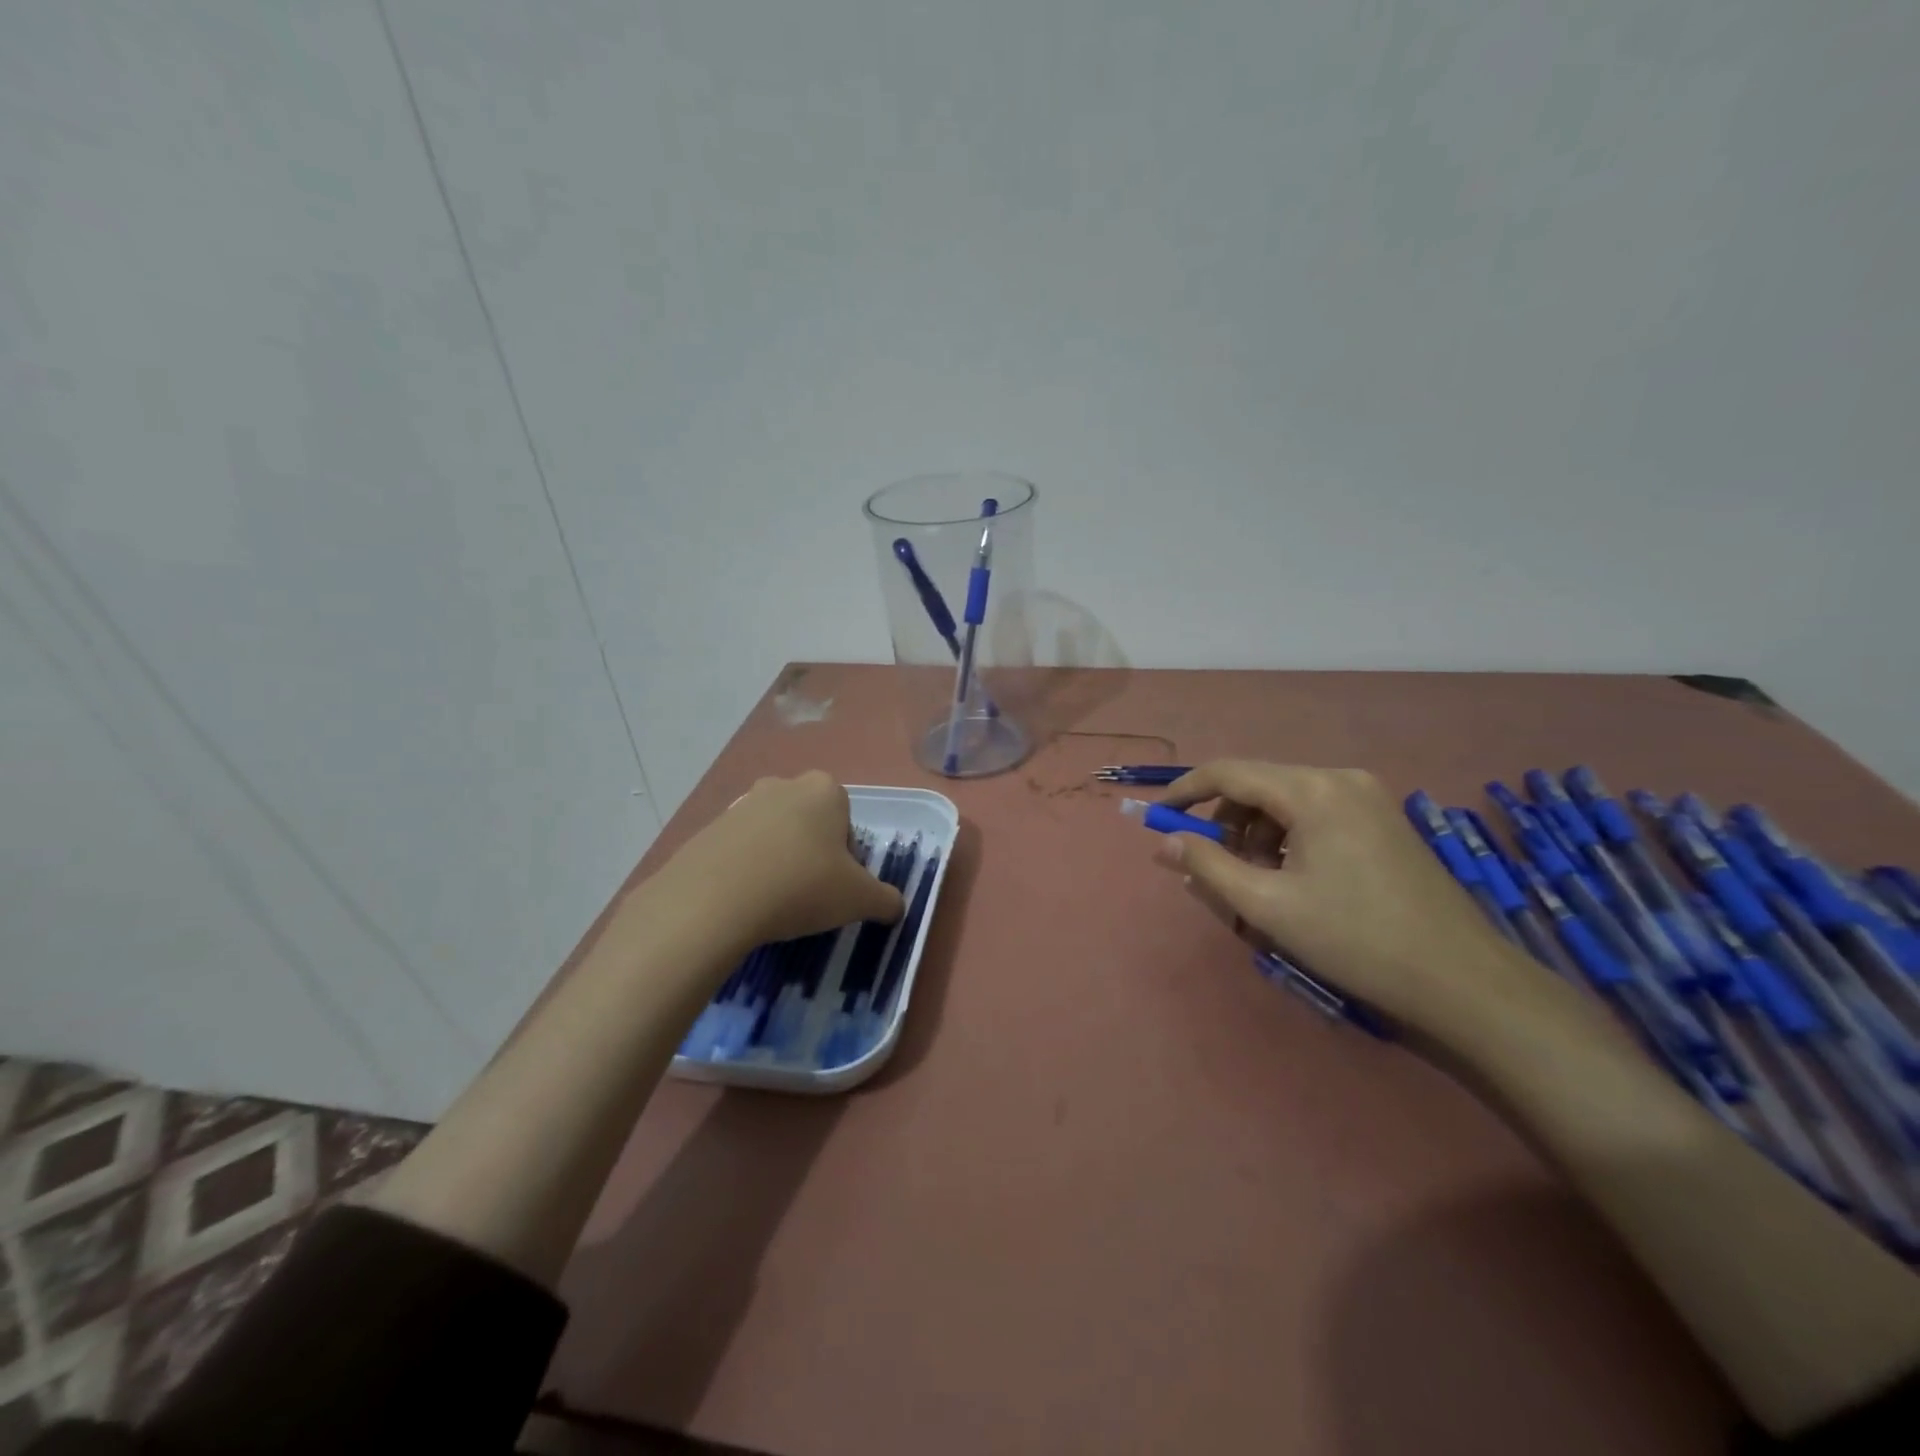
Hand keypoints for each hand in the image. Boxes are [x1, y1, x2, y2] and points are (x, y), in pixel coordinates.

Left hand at [659, 771, 904, 950]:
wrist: (714, 899)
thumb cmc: (801, 886)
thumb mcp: (859, 899)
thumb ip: (886, 900)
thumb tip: (896, 908)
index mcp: (825, 789)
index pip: (847, 823)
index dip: (846, 858)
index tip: (836, 887)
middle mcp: (783, 785)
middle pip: (810, 824)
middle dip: (812, 855)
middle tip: (808, 895)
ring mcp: (741, 804)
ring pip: (773, 836)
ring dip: (778, 862)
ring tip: (772, 902)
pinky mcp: (708, 828)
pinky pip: (739, 850)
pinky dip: (745, 871)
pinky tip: (743, 902)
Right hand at [1151, 760, 1543, 1039]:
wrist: (1461, 979)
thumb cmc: (1354, 939)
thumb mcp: (1267, 906)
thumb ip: (1207, 866)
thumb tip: (1165, 842)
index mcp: (1312, 790)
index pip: (1229, 772)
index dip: (1185, 791)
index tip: (1156, 818)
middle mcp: (1340, 778)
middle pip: (1258, 785)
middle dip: (1225, 822)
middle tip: (1211, 867)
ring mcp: (1368, 797)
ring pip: (1286, 801)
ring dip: (1256, 834)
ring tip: (1255, 883)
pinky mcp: (1383, 819)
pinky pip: (1315, 814)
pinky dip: (1287, 839)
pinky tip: (1291, 879)